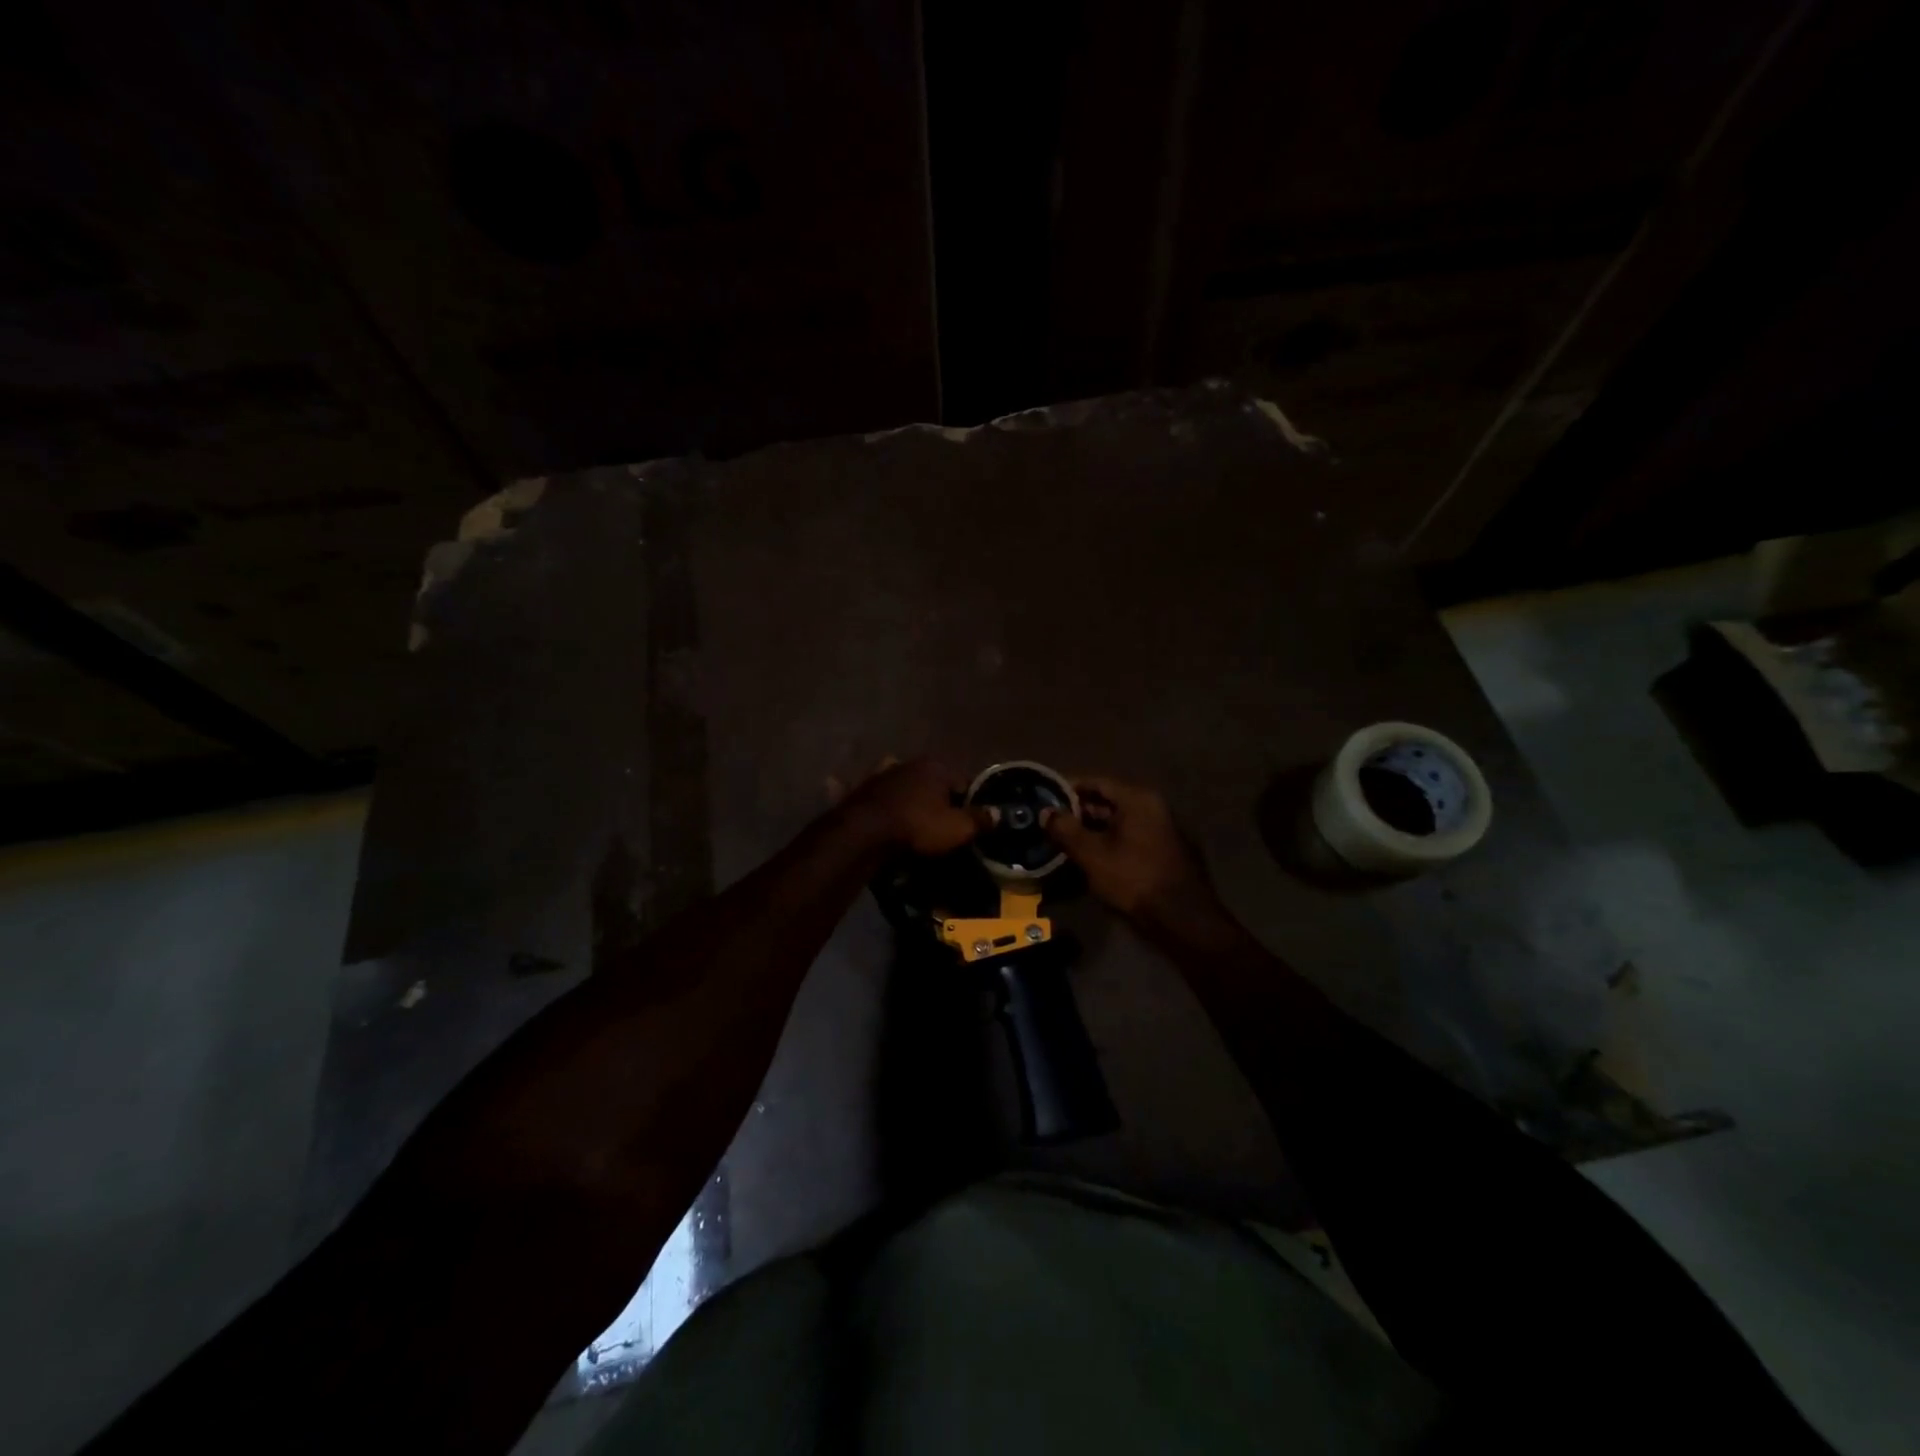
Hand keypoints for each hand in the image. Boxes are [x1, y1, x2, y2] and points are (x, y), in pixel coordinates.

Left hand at [836, 757, 994, 855]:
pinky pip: (879, 794)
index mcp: (937, 766)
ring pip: (905, 784)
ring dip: (911, 796)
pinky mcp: (861, 789)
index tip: (972, 823)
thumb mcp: (958, 828)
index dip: (971, 803)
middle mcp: (909, 763)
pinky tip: (886, 812)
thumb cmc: (918, 826)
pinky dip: (883, 799)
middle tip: (944, 825)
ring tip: (916, 820)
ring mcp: (882, 774)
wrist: (864, 833)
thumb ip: (981, 819)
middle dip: (940, 798)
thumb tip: (1000, 814)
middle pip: (934, 782)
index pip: (964, 782)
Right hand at [1042, 777, 1226, 932]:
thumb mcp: (1092, 854)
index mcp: (1138, 799)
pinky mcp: (1163, 850)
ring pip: (1118, 821)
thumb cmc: (1133, 878)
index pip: (1096, 782)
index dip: (1069, 788)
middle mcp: (1153, 807)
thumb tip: (1046, 812)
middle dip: (1079, 811)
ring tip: (1065, 839)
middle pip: (1108, 801)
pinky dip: (1109, 841)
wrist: (1181, 918)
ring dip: (1092, 828)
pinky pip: (1129, 836)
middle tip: (1052, 822)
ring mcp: (1161, 829)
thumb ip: (1065, 829)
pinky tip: (1090, 855)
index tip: (1046, 797)